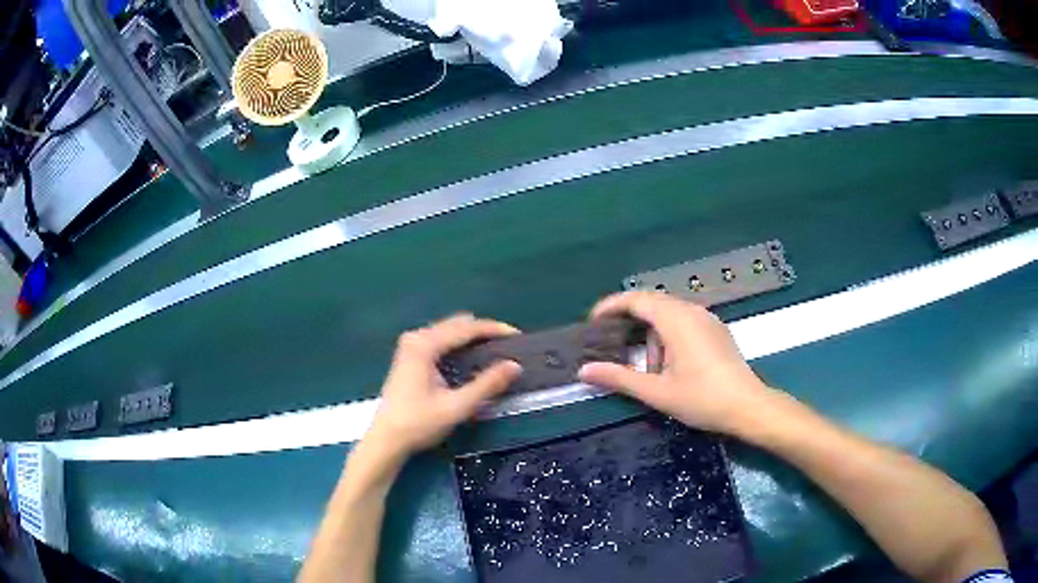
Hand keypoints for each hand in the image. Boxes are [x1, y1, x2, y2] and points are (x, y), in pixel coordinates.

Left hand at [365, 314, 521, 458]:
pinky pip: (440, 340)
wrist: (386, 440)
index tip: (518, 336)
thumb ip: (487, 385)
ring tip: (494, 352)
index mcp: (424, 345)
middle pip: (457, 325)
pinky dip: (458, 344)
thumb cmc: (418, 424)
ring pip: (448, 331)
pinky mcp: (409, 356)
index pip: (466, 328)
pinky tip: (471, 359)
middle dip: (484, 332)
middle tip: (508, 346)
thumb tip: (515, 365)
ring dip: (471, 338)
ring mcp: (410, 346)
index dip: (494, 330)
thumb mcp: (456, 407)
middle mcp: (416, 338)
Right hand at [578, 291, 784, 435]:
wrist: (748, 407)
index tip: (592, 322)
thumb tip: (583, 371)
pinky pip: (684, 321)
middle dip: (628, 319)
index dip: (611, 306)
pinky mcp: (716, 330)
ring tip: (646, 367)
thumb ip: (619, 378)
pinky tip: (669, 365)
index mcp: (676, 319)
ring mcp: (707, 319)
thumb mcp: (657, 392)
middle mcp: (692, 311)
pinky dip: (667, 335)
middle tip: (609, 340)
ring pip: (669, 313)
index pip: (636, 299)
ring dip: (650, 332)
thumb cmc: (702, 398)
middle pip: (652, 302)